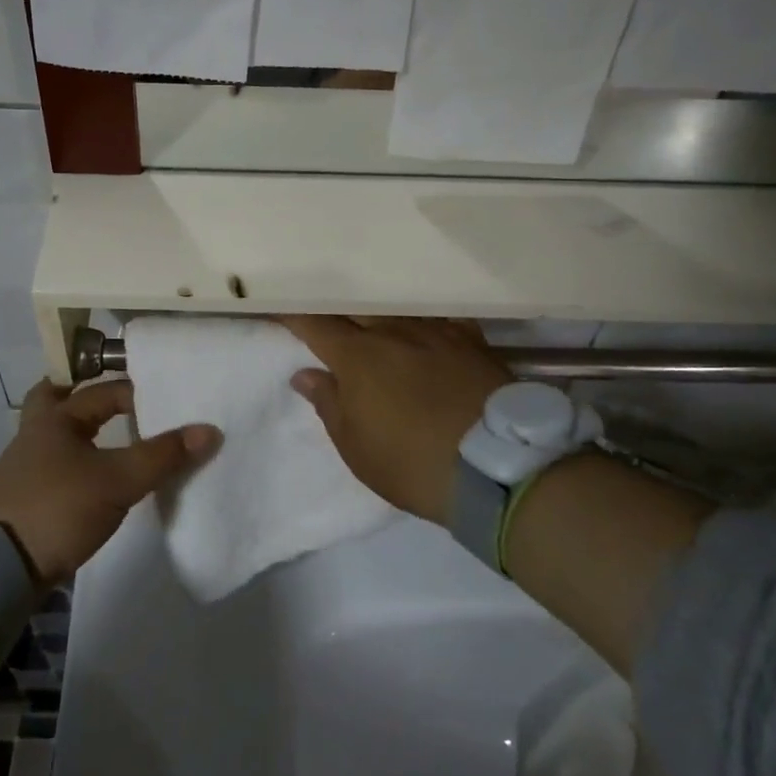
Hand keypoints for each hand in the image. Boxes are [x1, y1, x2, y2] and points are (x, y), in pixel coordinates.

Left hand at [0, 379, 220, 584]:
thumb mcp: (118, 480)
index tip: (168, 406)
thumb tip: (210, 430)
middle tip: (122, 402)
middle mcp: (35, 433)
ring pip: (58, 435)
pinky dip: (79, 463)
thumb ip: (163, 455)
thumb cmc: (57, 507)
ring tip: (119, 440)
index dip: (139, 394)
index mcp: (55, 417)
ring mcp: (25, 468)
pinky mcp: (25, 499)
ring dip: (84, 433)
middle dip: (86, 396)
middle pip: (58, 398)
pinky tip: (99, 479)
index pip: (104, 391)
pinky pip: (57, 466)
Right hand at [279, 316, 509, 525]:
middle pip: (355, 309)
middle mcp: (394, 331)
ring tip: (376, 323)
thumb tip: (305, 374)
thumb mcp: (356, 447)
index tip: (280, 311)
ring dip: (380, 316)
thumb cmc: (411, 462)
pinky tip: (428, 331)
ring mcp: (436, 331)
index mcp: (358, 356)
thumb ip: (328, 404)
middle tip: (327, 321)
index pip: (315, 324)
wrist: (496, 466)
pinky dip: (426, 323)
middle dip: (336, 313)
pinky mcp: (472, 340)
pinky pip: (441, 319)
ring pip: (398, 310)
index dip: (293, 316)